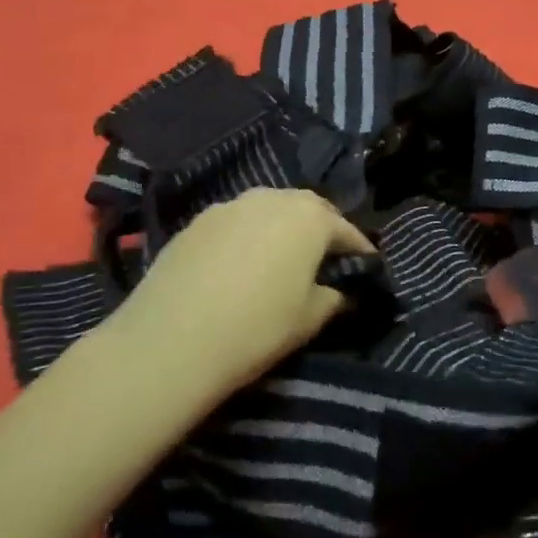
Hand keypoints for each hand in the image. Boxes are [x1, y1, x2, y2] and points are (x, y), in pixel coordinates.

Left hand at [115, 188, 375, 390]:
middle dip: (320, 229)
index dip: (359, 249)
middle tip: (325, 257)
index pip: (345, 230)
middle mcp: (272, 198)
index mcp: (309, 217)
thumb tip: (339, 291)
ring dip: (280, 228)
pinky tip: (240, 263)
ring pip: (268, 209)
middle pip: (306, 209)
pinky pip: (235, 222)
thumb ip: (333, 298)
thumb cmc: (257, 327)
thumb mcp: (309, 319)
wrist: (171, 339)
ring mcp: (230, 205)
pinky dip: (246, 236)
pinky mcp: (196, 221)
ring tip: (281, 257)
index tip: (367, 266)